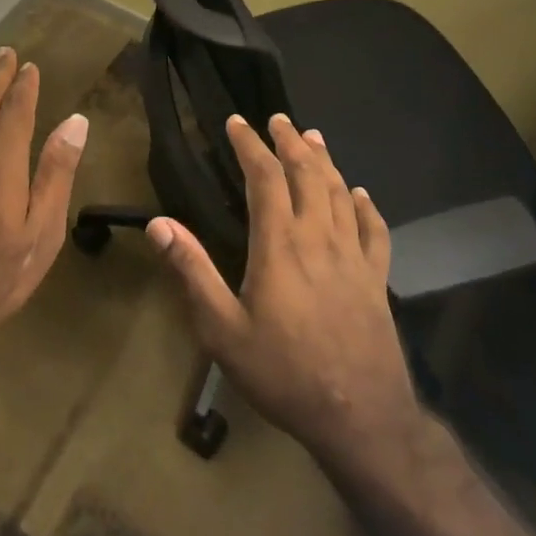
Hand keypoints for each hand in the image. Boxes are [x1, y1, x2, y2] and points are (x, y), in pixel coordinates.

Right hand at [146, 113, 421, 472]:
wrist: (359, 416)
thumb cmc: (283, 372)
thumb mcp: (222, 329)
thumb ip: (192, 272)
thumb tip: (159, 224)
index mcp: (280, 245)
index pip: (266, 178)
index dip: (251, 146)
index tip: (237, 123)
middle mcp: (319, 239)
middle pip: (308, 175)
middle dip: (290, 143)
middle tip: (278, 119)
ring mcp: (354, 257)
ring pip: (340, 193)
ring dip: (325, 162)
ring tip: (313, 138)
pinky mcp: (377, 279)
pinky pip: (374, 230)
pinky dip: (365, 205)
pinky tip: (360, 194)